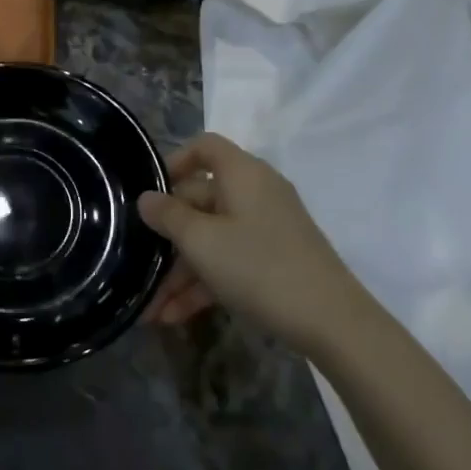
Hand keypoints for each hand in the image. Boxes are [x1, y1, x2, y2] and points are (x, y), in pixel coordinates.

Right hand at [136, 133, 367, 344]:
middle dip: (166, 237)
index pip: (205, 147)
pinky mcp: (273, 261)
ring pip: (211, 239)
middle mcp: (255, 194)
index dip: (174, 162)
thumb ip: (168, 216)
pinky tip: (174, 316)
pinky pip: (228, 261)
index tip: (150, 193)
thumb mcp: (202, 241)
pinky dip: (203, 284)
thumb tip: (146, 198)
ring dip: (179, 272)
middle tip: (137, 264)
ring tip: (150, 309)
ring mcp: (266, 229)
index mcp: (242, 174)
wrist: (332, 322)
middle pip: (200, 200)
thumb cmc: (259, 267)